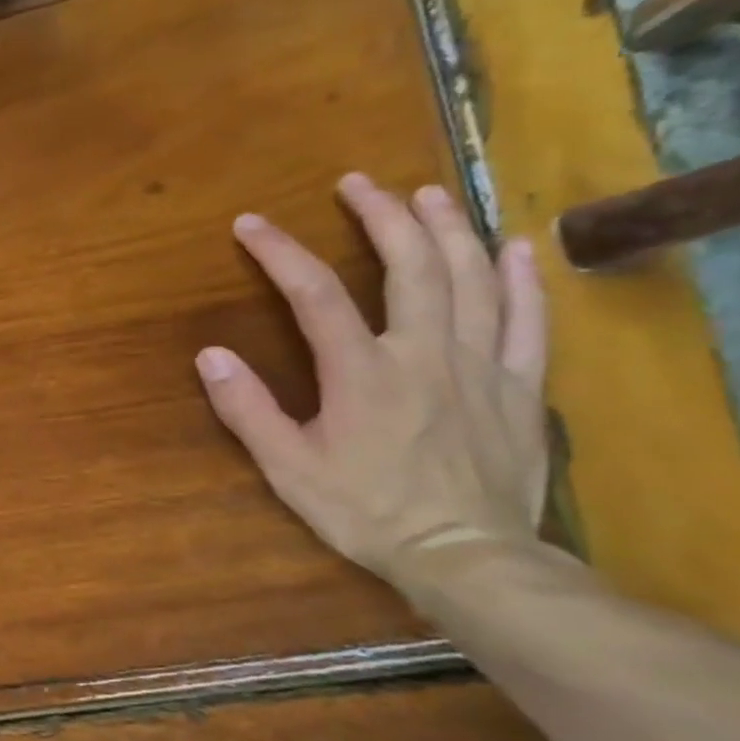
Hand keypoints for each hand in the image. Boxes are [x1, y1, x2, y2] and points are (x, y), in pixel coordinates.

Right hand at [195, 172, 549, 581]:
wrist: (465, 556)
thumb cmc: (365, 511)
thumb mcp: (287, 467)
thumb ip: (247, 409)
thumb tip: (209, 355)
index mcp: (362, 372)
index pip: (316, 294)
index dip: (280, 252)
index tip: (250, 223)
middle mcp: (424, 353)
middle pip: (409, 267)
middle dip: (382, 216)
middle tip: (358, 183)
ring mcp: (481, 366)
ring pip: (471, 280)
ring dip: (448, 230)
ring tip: (427, 194)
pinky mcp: (521, 387)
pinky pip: (530, 322)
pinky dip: (522, 280)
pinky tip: (513, 248)